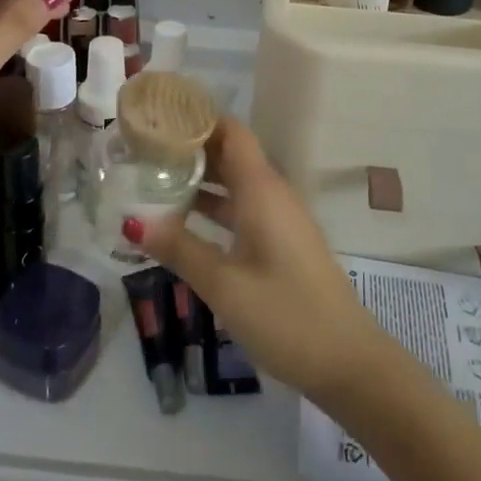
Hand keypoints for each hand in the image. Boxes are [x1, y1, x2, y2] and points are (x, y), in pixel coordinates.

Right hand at [132, 120, 391, 400]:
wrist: (347, 362)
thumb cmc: (285, 315)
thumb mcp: (223, 284)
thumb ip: (179, 249)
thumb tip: (133, 221)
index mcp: (261, 189)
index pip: (230, 131)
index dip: (197, 119)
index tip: (158, 119)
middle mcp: (272, 194)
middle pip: (229, 154)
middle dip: (190, 149)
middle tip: (144, 151)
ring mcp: (280, 219)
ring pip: (235, 183)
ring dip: (200, 180)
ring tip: (153, 181)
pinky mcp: (282, 242)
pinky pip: (243, 208)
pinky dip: (214, 207)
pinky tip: (183, 223)